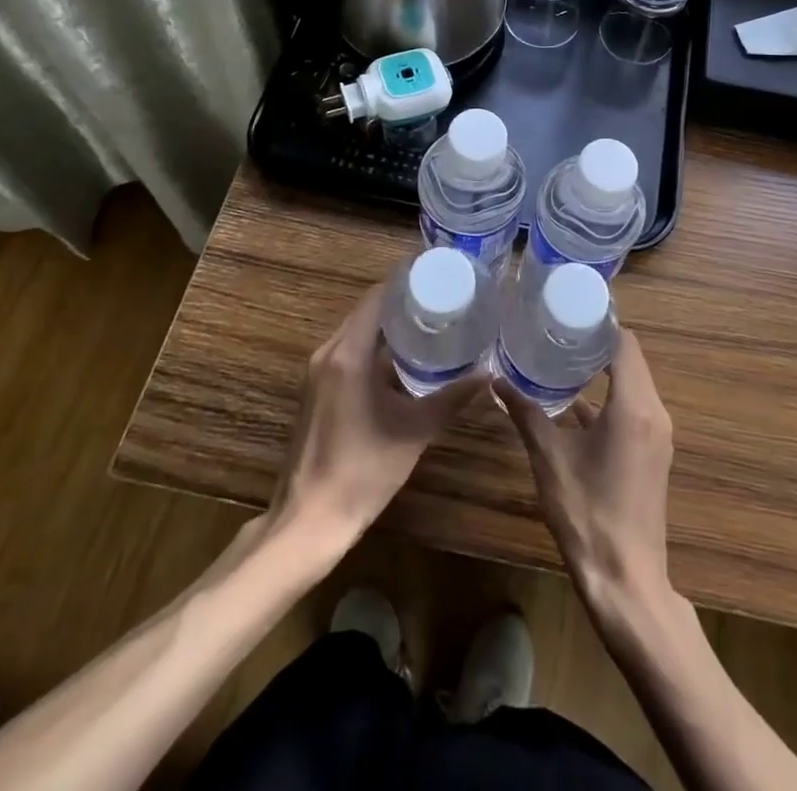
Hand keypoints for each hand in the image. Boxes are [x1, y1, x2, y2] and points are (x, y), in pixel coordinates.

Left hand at [271, 287, 481, 552]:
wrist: (308, 522)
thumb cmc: (362, 471)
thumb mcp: (414, 431)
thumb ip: (452, 398)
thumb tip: (488, 374)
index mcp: (348, 354)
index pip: (377, 297)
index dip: (407, 281)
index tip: (439, 274)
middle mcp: (328, 353)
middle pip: (367, 310)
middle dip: (402, 300)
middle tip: (443, 296)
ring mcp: (318, 372)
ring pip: (358, 331)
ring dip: (388, 324)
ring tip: (430, 321)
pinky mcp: (317, 390)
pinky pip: (349, 351)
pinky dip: (375, 345)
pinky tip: (404, 358)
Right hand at [502, 331, 673, 613]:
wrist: (626, 581)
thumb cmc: (587, 514)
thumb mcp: (549, 459)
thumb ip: (526, 414)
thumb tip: (496, 381)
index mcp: (634, 406)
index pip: (625, 343)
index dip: (600, 324)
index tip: (569, 312)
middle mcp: (654, 412)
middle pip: (631, 360)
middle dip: (598, 343)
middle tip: (559, 330)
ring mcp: (658, 435)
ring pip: (633, 384)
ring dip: (604, 370)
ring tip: (563, 357)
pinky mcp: (653, 453)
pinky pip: (634, 408)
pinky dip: (610, 397)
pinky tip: (575, 402)